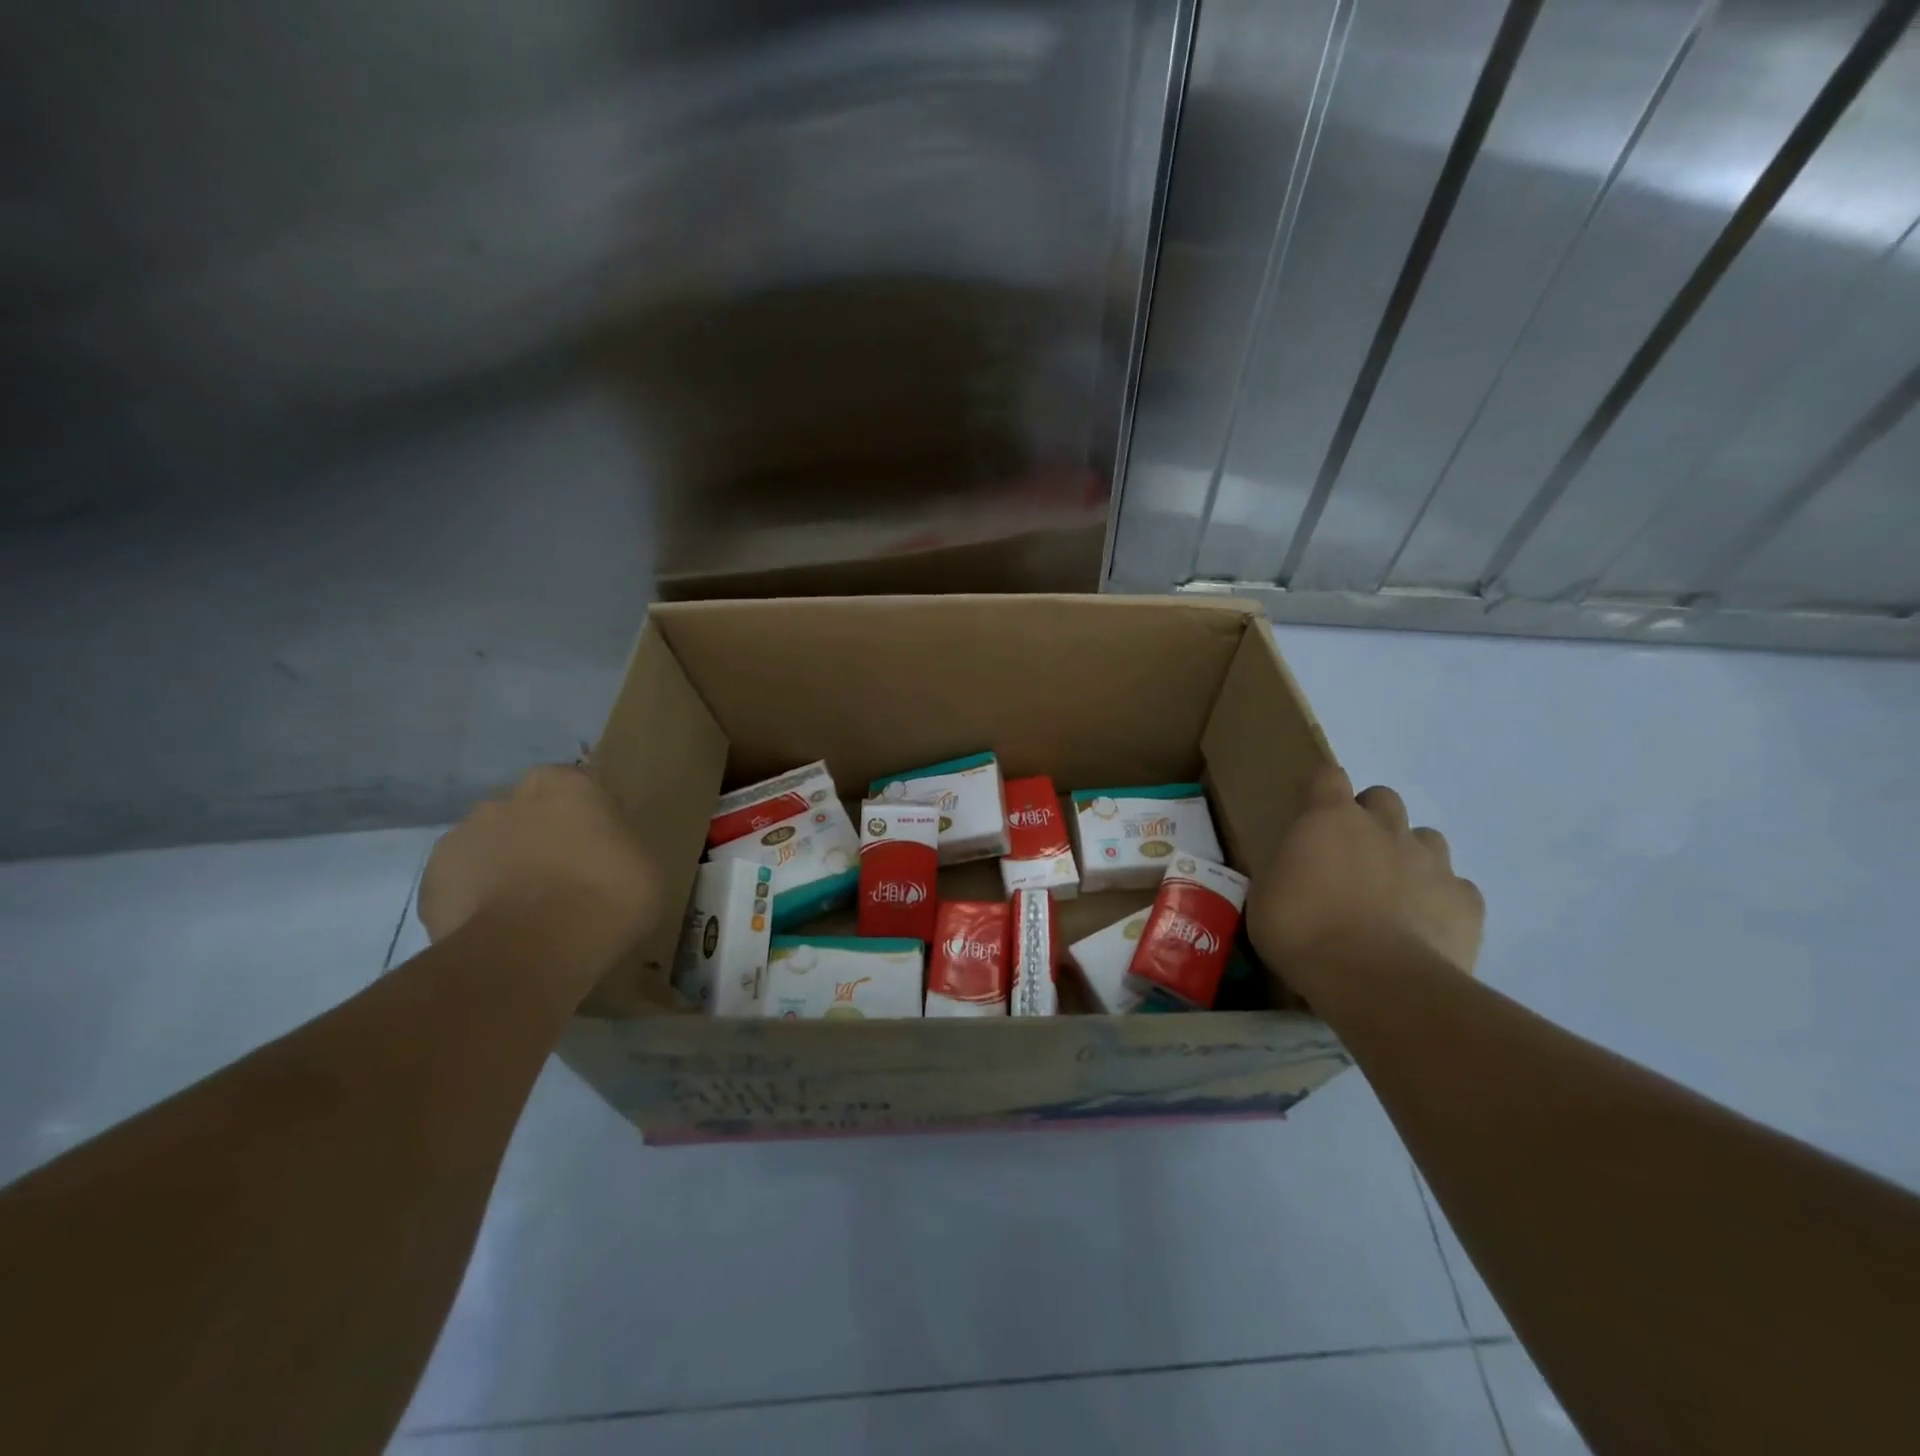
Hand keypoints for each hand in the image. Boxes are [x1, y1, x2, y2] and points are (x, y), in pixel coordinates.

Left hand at [418, 766, 660, 951]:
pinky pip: (461, 883)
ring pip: (491, 845)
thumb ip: (620, 846)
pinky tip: (499, 927)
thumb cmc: (609, 895)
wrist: (534, 948)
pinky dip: (475, 899)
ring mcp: (463, 834)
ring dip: (505, 865)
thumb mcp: (645, 865)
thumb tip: (607, 854)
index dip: (591, 821)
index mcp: (567, 784)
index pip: (580, 790)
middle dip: (541, 836)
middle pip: (529, 812)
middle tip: (566, 878)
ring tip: (528, 910)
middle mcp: (511, 797)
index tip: (602, 851)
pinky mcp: (431, 879)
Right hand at [1247, 765, 1482, 1004]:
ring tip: (1392, 892)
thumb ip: (1287, 872)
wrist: (1375, 980)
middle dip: (1370, 818)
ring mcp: (1431, 862)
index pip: (1328, 777)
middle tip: (1351, 856)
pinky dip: (1441, 900)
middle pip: (1383, 798)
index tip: (1312, 812)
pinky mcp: (1466, 902)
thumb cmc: (1302, 931)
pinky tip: (1423, 927)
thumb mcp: (1266, 897)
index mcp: (1330, 819)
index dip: (1322, 790)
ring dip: (1409, 855)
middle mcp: (1384, 828)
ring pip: (1427, 839)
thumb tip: (1296, 873)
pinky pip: (1456, 888)